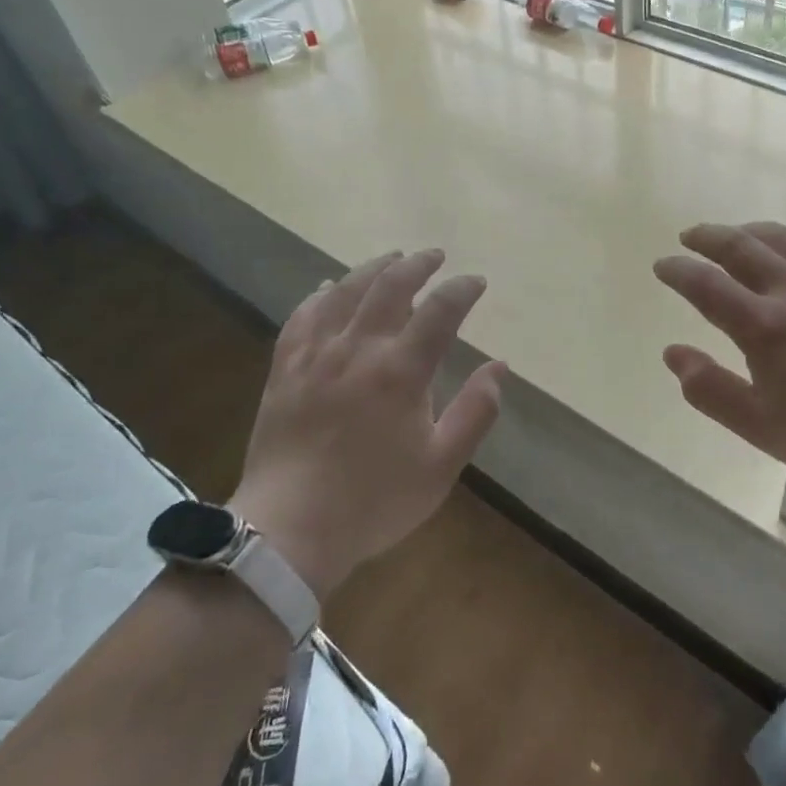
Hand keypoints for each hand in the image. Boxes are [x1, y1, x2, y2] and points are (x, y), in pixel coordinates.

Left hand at [229, 249, 503, 598]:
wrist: (290, 530)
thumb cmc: (374, 500)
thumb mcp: (441, 465)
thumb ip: (475, 412)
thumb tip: (499, 367)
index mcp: (401, 370)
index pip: (440, 310)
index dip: (462, 289)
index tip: (476, 282)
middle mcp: (359, 348)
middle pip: (391, 286)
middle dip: (418, 264)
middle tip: (435, 255)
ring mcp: (316, 354)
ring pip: (346, 292)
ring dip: (373, 268)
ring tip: (392, 258)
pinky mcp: (285, 368)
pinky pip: (302, 316)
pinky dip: (321, 295)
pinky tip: (329, 288)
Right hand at [653, 222, 785, 502]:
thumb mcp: (763, 428)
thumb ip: (711, 390)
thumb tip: (673, 353)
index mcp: (763, 327)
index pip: (706, 284)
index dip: (679, 270)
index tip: (662, 265)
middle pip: (741, 247)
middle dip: (708, 237)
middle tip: (690, 236)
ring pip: (784, 238)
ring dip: (750, 231)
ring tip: (736, 234)